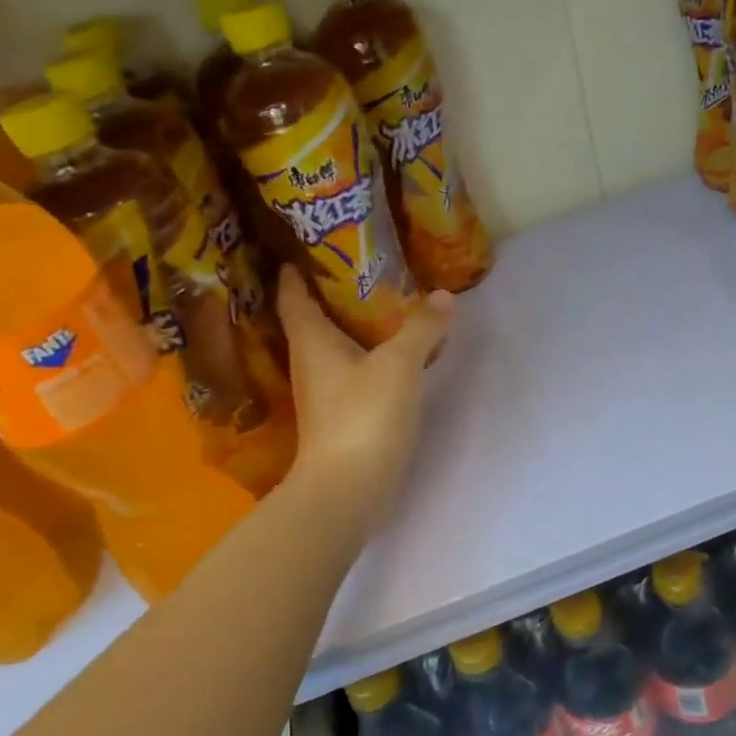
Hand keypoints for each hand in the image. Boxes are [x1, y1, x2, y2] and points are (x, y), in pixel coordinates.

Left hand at [275, 267, 454, 529]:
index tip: (306, 246)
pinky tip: (393, 352)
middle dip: (329, 293)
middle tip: (360, 267)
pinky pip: (352, 371)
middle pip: (312, 319)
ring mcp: (324, 393)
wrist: (349, 489)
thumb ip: (421, 328)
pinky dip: (368, 354)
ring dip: (351, 325)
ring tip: (382, 303)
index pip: (293, 295)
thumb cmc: (364, 416)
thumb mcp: (399, 365)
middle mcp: (310, 363)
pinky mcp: (341, 415)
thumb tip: (443, 296)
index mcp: (312, 341)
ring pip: (334, 347)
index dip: (295, 270)